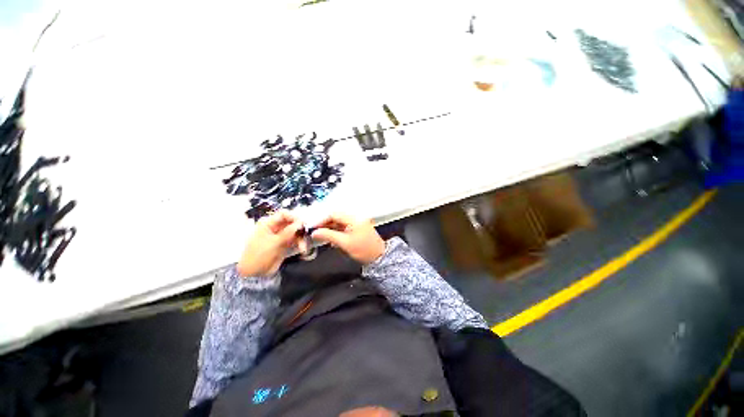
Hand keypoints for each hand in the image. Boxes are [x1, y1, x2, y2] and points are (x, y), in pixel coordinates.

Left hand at [237, 210, 302, 276]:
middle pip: (292, 223)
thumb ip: (288, 232)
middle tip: (307, 235)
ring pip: (296, 232)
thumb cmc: (259, 255)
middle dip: (300, 229)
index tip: (303, 224)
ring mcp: (281, 236)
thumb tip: (301, 222)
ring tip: (303, 248)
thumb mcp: (274, 243)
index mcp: (268, 223)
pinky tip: (303, 250)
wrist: (254, 274)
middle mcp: (275, 227)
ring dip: (301, 239)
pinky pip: (296, 240)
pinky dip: (300, 244)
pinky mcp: (286, 244)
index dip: (294, 217)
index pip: (284, 214)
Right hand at [311, 214, 385, 264]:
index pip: (334, 214)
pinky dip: (336, 231)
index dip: (321, 219)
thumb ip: (328, 235)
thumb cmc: (363, 250)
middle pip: (336, 216)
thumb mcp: (345, 243)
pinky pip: (344, 226)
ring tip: (321, 236)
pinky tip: (331, 238)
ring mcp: (357, 222)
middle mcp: (355, 217)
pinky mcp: (357, 227)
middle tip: (315, 232)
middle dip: (325, 224)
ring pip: (339, 221)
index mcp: (353, 218)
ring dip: (330, 228)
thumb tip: (314, 232)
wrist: (379, 257)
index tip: (312, 227)